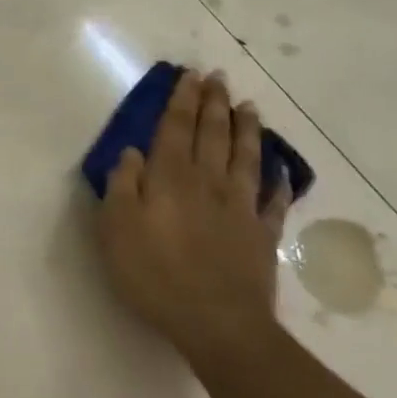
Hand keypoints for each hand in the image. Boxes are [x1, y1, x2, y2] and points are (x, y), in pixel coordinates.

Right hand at [94, 69, 291, 363]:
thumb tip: (132, 153)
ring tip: (248, 105)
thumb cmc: (154, 274)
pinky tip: (280, 167)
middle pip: (212, 134)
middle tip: (217, 77)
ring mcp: (240, 207)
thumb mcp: (116, 229)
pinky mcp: (262, 233)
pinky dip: (278, 178)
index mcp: (169, 178)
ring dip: (246, 129)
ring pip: (245, 157)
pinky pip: (273, 198)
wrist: (216, 322)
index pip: (175, 128)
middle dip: (213, 103)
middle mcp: (207, 182)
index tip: (189, 75)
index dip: (182, 100)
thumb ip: (122, 186)